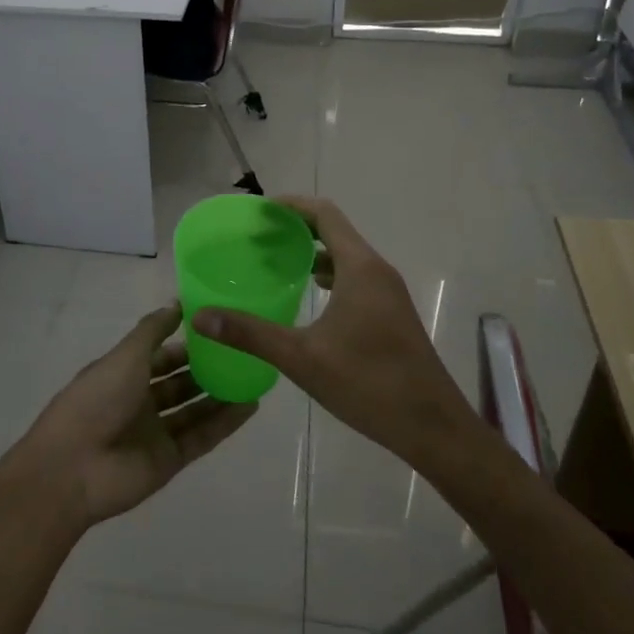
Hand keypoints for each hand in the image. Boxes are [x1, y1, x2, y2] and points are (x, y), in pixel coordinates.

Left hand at [11, 304, 257, 526]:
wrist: (73, 468)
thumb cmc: (97, 400)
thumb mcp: (125, 355)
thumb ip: (152, 330)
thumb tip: (177, 303)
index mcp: (124, 374)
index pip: (161, 355)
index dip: (186, 343)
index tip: (218, 328)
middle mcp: (140, 401)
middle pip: (179, 383)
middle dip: (207, 369)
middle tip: (243, 352)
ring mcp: (155, 432)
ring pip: (194, 409)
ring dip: (220, 394)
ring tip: (254, 376)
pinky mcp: (170, 460)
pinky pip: (202, 437)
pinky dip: (225, 423)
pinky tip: (250, 406)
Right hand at [193, 195, 478, 470]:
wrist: (433, 427)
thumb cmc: (368, 384)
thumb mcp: (302, 358)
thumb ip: (250, 333)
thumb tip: (200, 317)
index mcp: (360, 268)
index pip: (324, 214)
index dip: (292, 205)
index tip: (259, 210)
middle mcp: (377, 271)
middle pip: (335, 231)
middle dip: (297, 228)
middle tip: (258, 236)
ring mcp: (389, 293)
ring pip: (347, 256)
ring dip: (314, 251)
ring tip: (276, 261)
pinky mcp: (392, 314)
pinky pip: (356, 277)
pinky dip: (330, 274)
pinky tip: (309, 295)